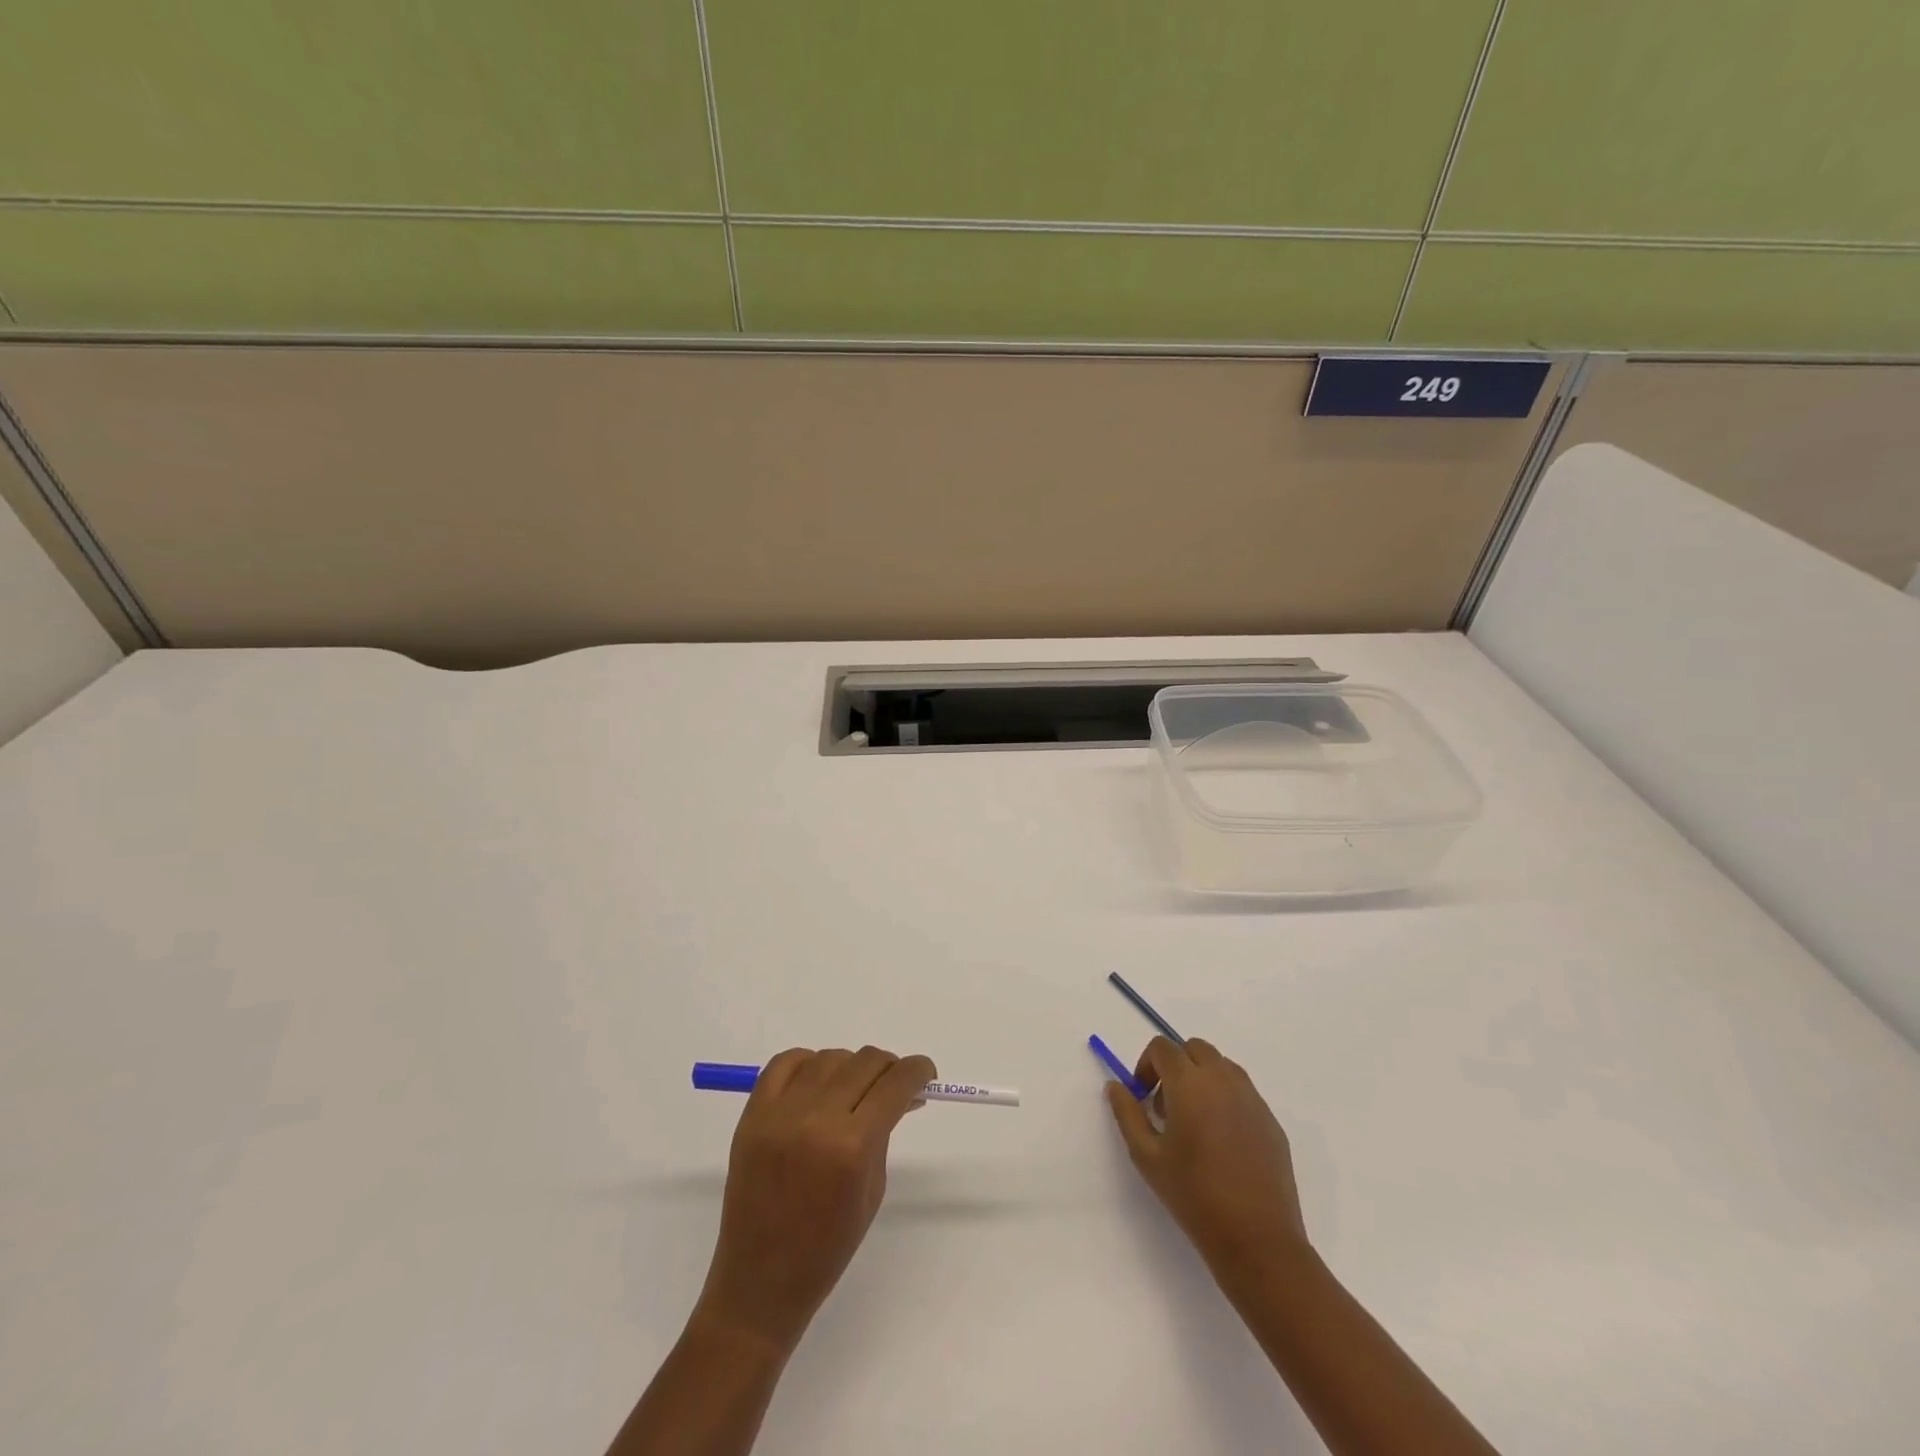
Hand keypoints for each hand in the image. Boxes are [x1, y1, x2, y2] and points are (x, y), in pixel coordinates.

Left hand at [693, 1045, 934, 1357]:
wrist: (759, 1283)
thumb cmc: (827, 1249)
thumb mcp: (872, 1190)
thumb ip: (885, 1132)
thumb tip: (902, 1092)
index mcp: (852, 1147)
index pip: (895, 1083)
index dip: (918, 1071)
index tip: (926, 1073)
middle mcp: (816, 1119)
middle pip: (865, 1062)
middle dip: (888, 1068)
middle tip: (893, 1085)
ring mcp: (780, 1114)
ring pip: (829, 1058)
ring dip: (850, 1067)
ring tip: (854, 1090)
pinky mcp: (752, 1114)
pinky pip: (786, 1063)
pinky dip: (808, 1063)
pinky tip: (818, 1083)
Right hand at [1105, 1036, 1307, 1274]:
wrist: (1257, 1240)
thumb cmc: (1194, 1196)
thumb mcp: (1146, 1156)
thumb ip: (1127, 1113)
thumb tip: (1116, 1086)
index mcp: (1190, 1082)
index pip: (1163, 1047)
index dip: (1147, 1065)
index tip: (1143, 1096)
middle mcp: (1223, 1079)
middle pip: (1194, 1048)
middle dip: (1175, 1065)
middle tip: (1166, 1106)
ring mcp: (1252, 1098)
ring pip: (1221, 1065)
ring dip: (1201, 1077)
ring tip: (1194, 1122)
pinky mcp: (1270, 1120)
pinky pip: (1242, 1091)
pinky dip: (1225, 1098)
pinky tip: (1222, 1141)